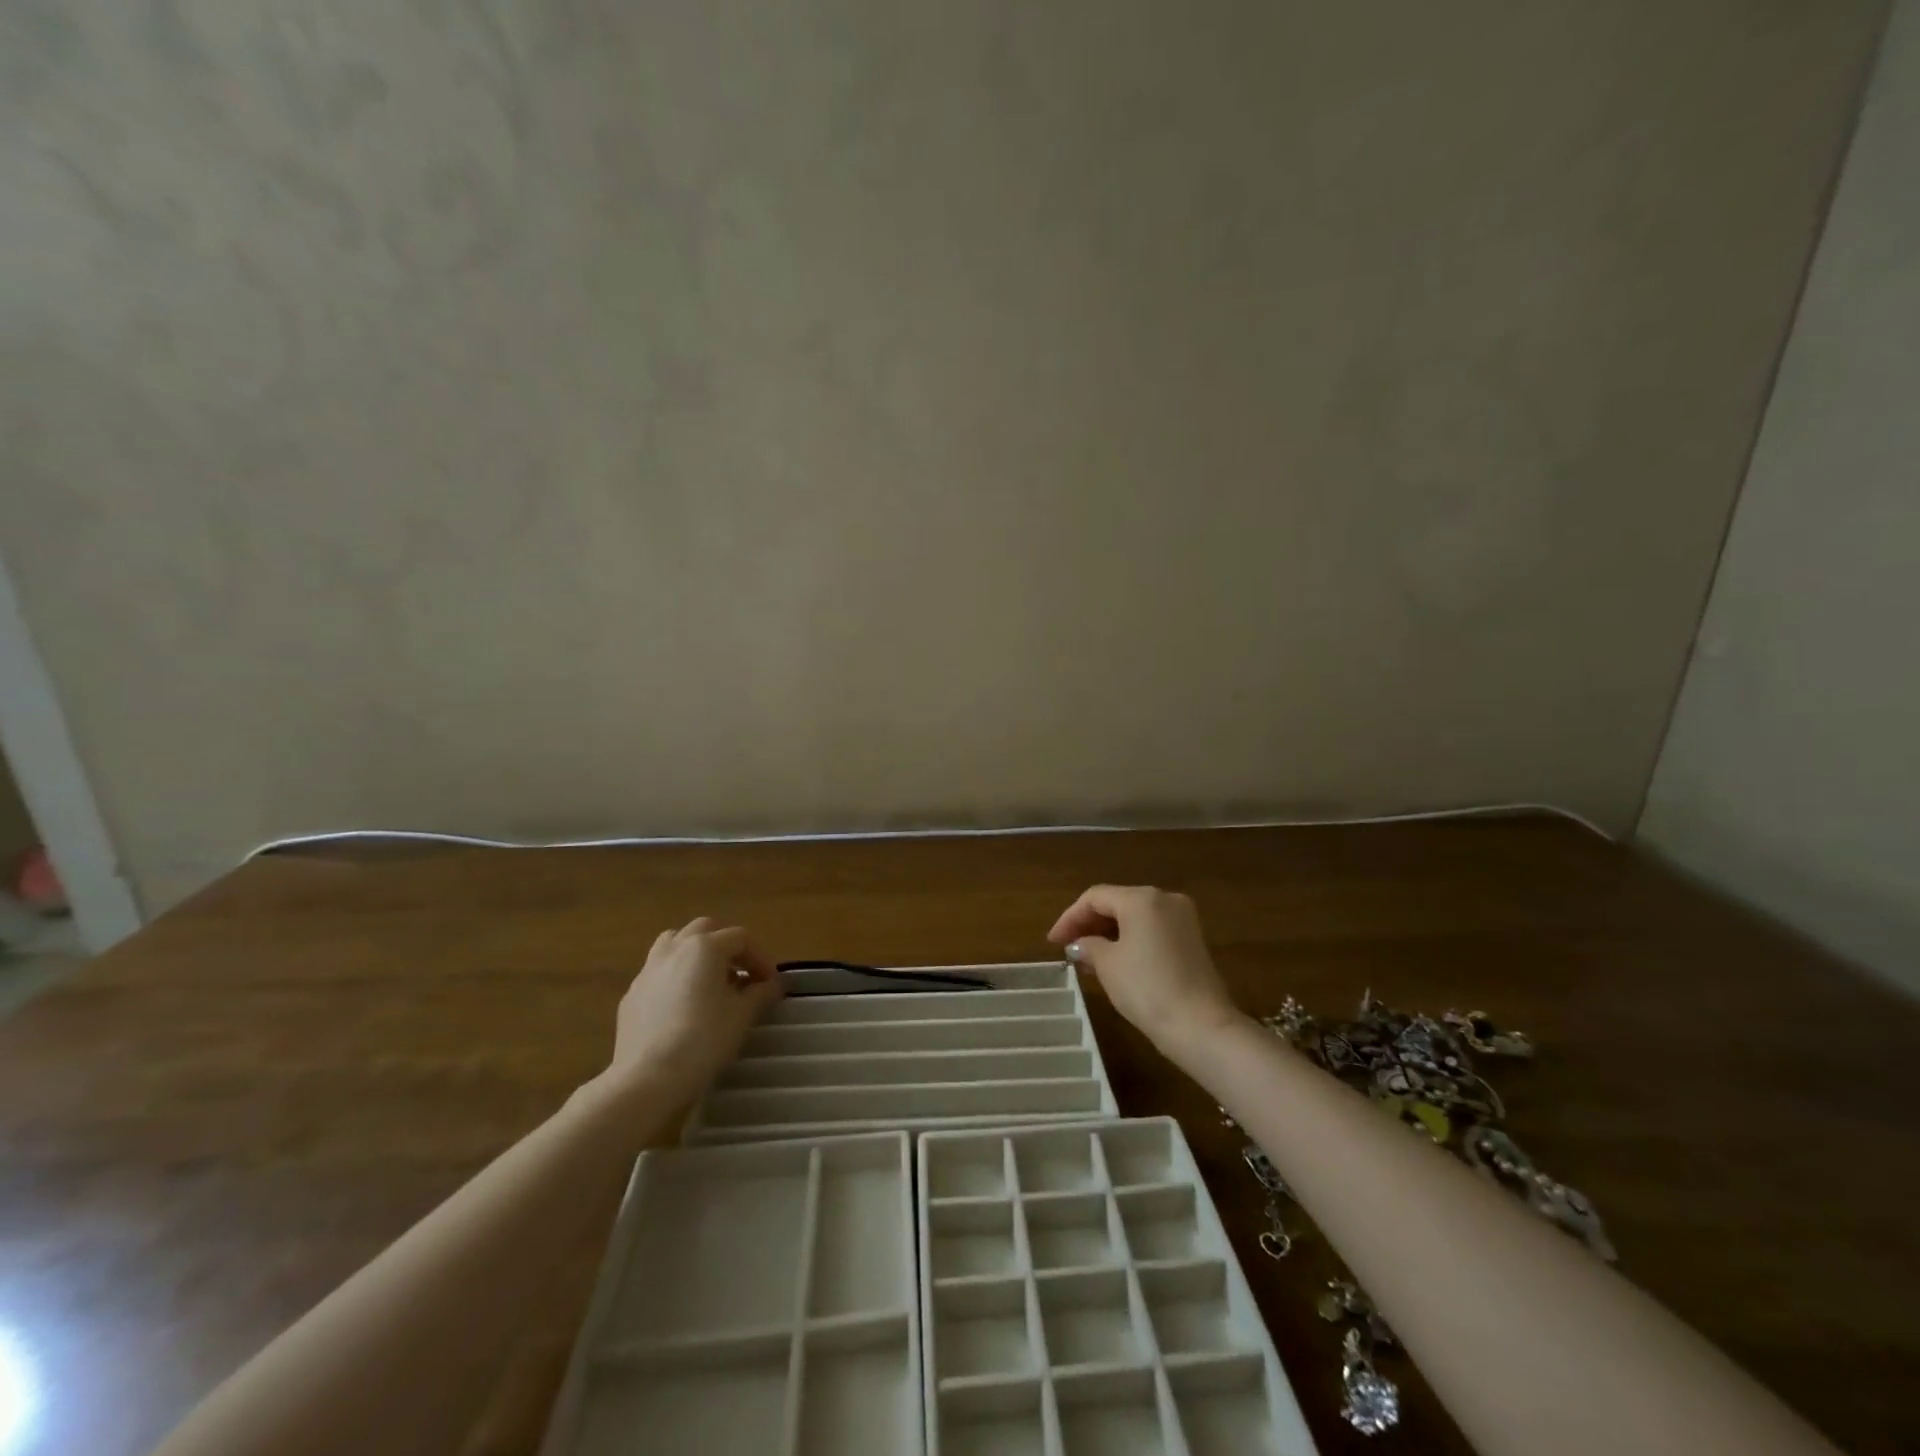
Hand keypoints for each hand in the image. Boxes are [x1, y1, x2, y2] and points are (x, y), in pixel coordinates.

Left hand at [604, 916, 782, 1100]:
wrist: (648, 1079)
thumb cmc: (704, 1039)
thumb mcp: (743, 1015)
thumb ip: (761, 993)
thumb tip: (772, 986)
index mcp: (704, 947)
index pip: (741, 938)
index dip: (760, 958)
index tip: (771, 984)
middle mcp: (674, 949)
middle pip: (705, 931)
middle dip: (726, 948)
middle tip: (740, 976)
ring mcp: (648, 971)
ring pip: (673, 944)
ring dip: (694, 955)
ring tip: (708, 983)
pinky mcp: (631, 996)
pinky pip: (657, 974)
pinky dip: (674, 979)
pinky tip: (682, 1008)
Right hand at [1048, 885, 1242, 1062]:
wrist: (1201, 1026)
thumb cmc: (1147, 988)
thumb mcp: (1108, 965)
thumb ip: (1089, 946)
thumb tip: (1080, 944)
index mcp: (1142, 898)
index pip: (1095, 897)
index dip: (1069, 917)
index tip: (1052, 942)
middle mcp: (1164, 899)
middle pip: (1117, 902)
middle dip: (1089, 924)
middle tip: (1067, 947)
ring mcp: (1183, 919)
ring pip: (1135, 917)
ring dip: (1108, 933)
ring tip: (1087, 957)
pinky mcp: (1192, 940)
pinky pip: (1152, 930)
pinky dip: (1130, 940)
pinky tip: (1115, 961)